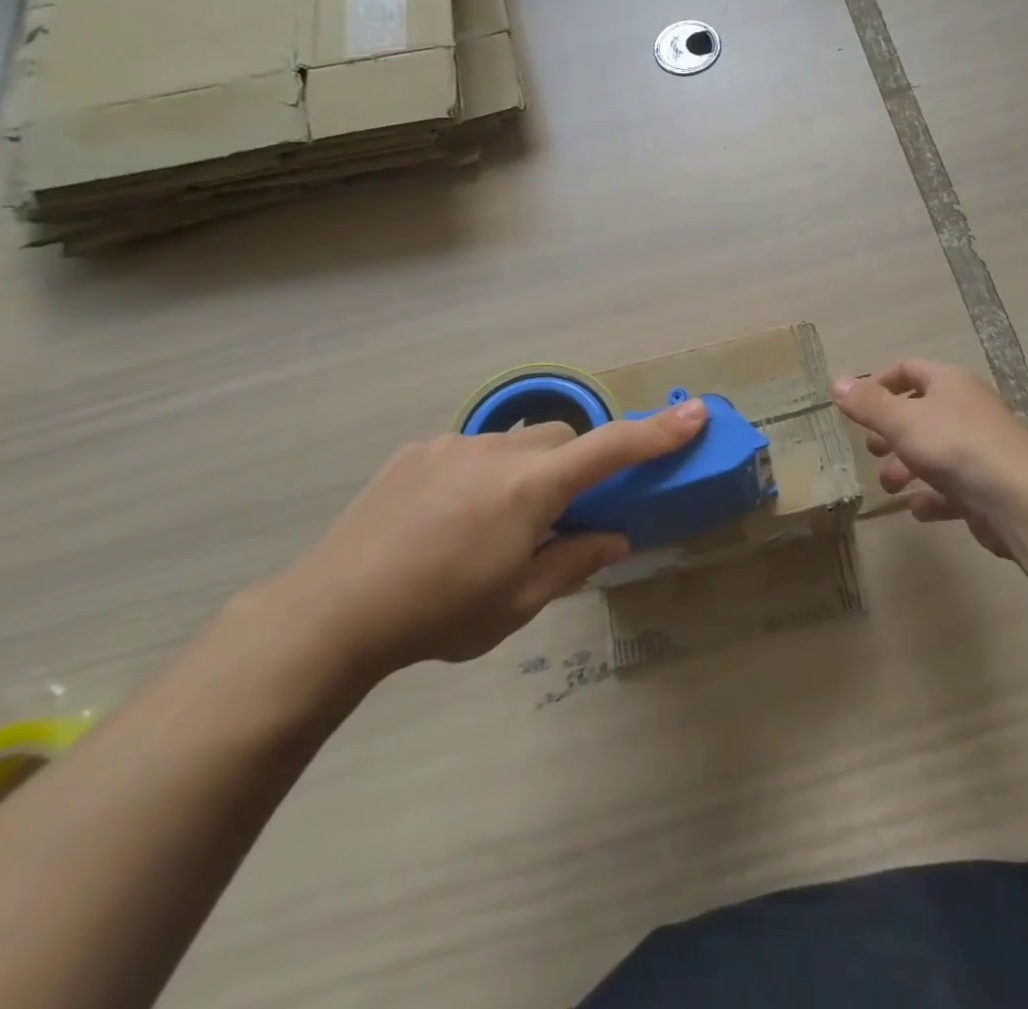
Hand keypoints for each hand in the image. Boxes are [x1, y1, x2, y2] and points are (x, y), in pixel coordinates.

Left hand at [286, 399, 706, 672]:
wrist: (331, 612)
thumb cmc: (438, 614)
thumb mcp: (516, 603)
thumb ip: (572, 562)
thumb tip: (613, 537)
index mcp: (529, 490)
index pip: (609, 450)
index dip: (657, 432)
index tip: (695, 412)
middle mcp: (496, 452)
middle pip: (561, 438)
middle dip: (575, 465)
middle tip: (558, 515)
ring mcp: (452, 445)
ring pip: (515, 444)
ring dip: (524, 472)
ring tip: (490, 525)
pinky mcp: (416, 451)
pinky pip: (470, 450)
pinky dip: (481, 474)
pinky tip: (447, 519)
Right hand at [833, 361, 1027, 556]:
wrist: (1020, 500)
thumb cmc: (956, 447)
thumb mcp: (902, 421)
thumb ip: (868, 404)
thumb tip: (837, 383)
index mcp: (950, 383)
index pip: (909, 369)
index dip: (879, 383)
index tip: (856, 406)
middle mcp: (968, 409)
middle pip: (921, 412)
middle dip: (890, 432)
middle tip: (872, 451)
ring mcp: (981, 448)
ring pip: (934, 452)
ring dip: (906, 468)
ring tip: (889, 486)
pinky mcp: (988, 485)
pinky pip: (953, 487)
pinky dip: (932, 497)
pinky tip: (919, 509)